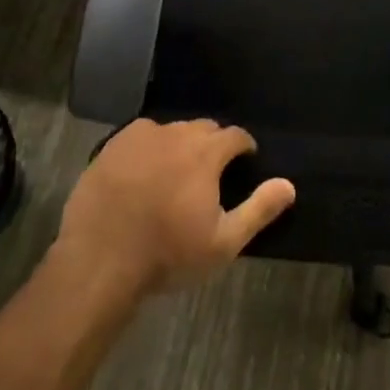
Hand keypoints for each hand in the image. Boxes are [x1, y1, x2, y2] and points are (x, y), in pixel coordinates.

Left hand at [57, 118, 295, 297]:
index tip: (244, 163)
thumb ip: (259, 209)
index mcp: (205, 152)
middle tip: (211, 174)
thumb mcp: (223, 242)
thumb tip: (289, 185)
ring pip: (171, 131)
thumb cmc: (168, 254)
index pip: (235, 135)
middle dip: (213, 144)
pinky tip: (143, 173)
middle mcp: (175, 133)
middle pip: (203, 128)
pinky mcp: (111, 146)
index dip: (243, 147)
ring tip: (176, 173)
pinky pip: (140, 137)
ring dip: (180, 145)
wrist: (100, 261)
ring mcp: (140, 137)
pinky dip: (149, 148)